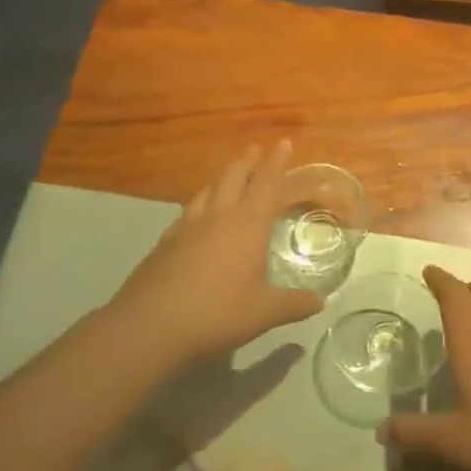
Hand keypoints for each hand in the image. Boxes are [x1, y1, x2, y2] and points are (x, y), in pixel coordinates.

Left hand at [104, 142, 323, 369]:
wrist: (150, 326)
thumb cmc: (217, 315)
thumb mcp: (263, 313)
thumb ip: (294, 305)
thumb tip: (320, 302)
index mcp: (247, 225)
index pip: (267, 184)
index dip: (277, 162)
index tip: (283, 143)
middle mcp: (218, 216)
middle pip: (234, 177)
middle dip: (247, 161)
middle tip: (256, 149)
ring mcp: (187, 227)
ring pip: (208, 189)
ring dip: (222, 177)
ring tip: (230, 174)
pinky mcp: (165, 242)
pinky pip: (188, 210)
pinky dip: (200, 202)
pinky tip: (198, 213)